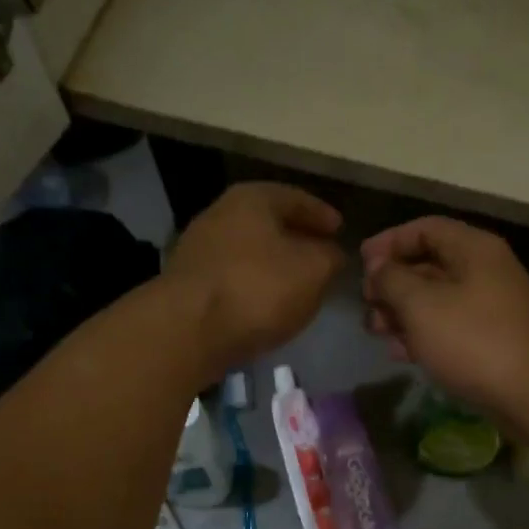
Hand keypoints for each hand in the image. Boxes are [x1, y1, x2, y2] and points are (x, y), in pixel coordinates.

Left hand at [167, 183, 345, 371]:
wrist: (189, 330)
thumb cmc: (258, 288)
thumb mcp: (314, 270)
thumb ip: (330, 257)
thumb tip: (332, 254)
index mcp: (252, 199)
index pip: (296, 198)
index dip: (321, 215)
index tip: (340, 230)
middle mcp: (220, 215)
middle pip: (268, 223)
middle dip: (297, 239)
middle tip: (322, 256)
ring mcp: (199, 250)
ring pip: (250, 252)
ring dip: (275, 265)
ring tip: (299, 284)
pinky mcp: (189, 285)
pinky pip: (234, 278)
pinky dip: (255, 285)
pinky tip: (269, 305)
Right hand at [361, 217, 528, 418]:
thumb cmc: (472, 340)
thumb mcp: (421, 304)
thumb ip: (392, 279)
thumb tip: (379, 267)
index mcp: (474, 249)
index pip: (425, 228)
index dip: (389, 242)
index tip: (361, 265)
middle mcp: (485, 270)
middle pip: (429, 264)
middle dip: (392, 283)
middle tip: (367, 305)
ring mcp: (492, 307)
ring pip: (437, 299)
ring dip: (403, 312)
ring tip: (377, 332)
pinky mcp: (492, 339)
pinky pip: (450, 327)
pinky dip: (423, 334)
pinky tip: (401, 353)